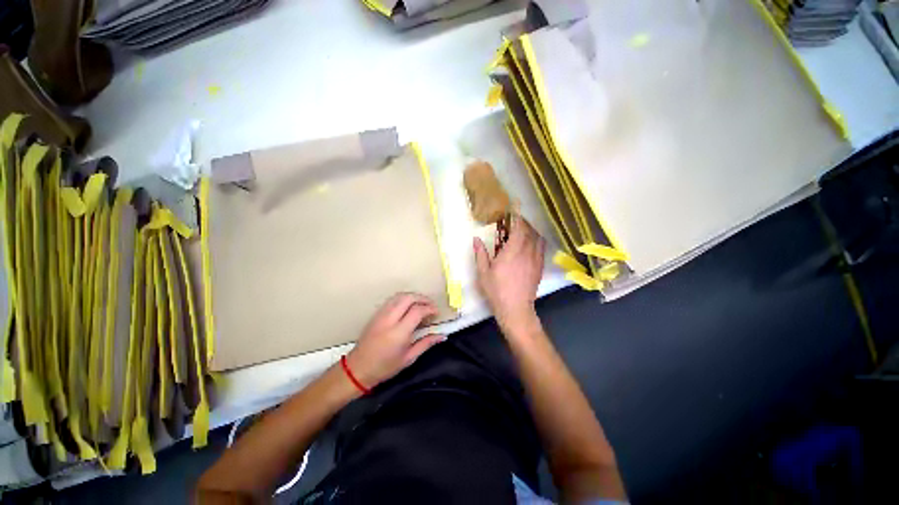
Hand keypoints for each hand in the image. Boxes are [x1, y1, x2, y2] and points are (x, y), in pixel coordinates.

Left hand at [345, 293, 445, 388]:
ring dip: (413, 296)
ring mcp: (381, 314)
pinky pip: (392, 300)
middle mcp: (389, 319)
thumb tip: (442, 336)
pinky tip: (408, 306)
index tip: (436, 313)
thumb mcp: (408, 358)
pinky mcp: (376, 314)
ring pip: (399, 296)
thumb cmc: (385, 367)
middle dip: (422, 298)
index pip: (417, 311)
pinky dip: (403, 299)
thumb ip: (426, 343)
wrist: (358, 368)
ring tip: (421, 304)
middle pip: (408, 298)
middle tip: (431, 306)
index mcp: (399, 332)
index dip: (430, 308)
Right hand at [474, 215, 544, 336]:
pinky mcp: (540, 267)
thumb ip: (481, 254)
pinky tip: (532, 242)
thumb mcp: (484, 273)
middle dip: (524, 222)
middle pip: (530, 231)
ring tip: (524, 228)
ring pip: (537, 238)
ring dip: (531, 230)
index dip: (518, 216)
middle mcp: (527, 252)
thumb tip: (476, 239)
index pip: (518, 228)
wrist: (516, 309)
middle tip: (516, 219)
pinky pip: (541, 248)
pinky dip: (537, 240)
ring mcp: (536, 260)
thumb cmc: (497, 290)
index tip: (515, 207)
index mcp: (512, 252)